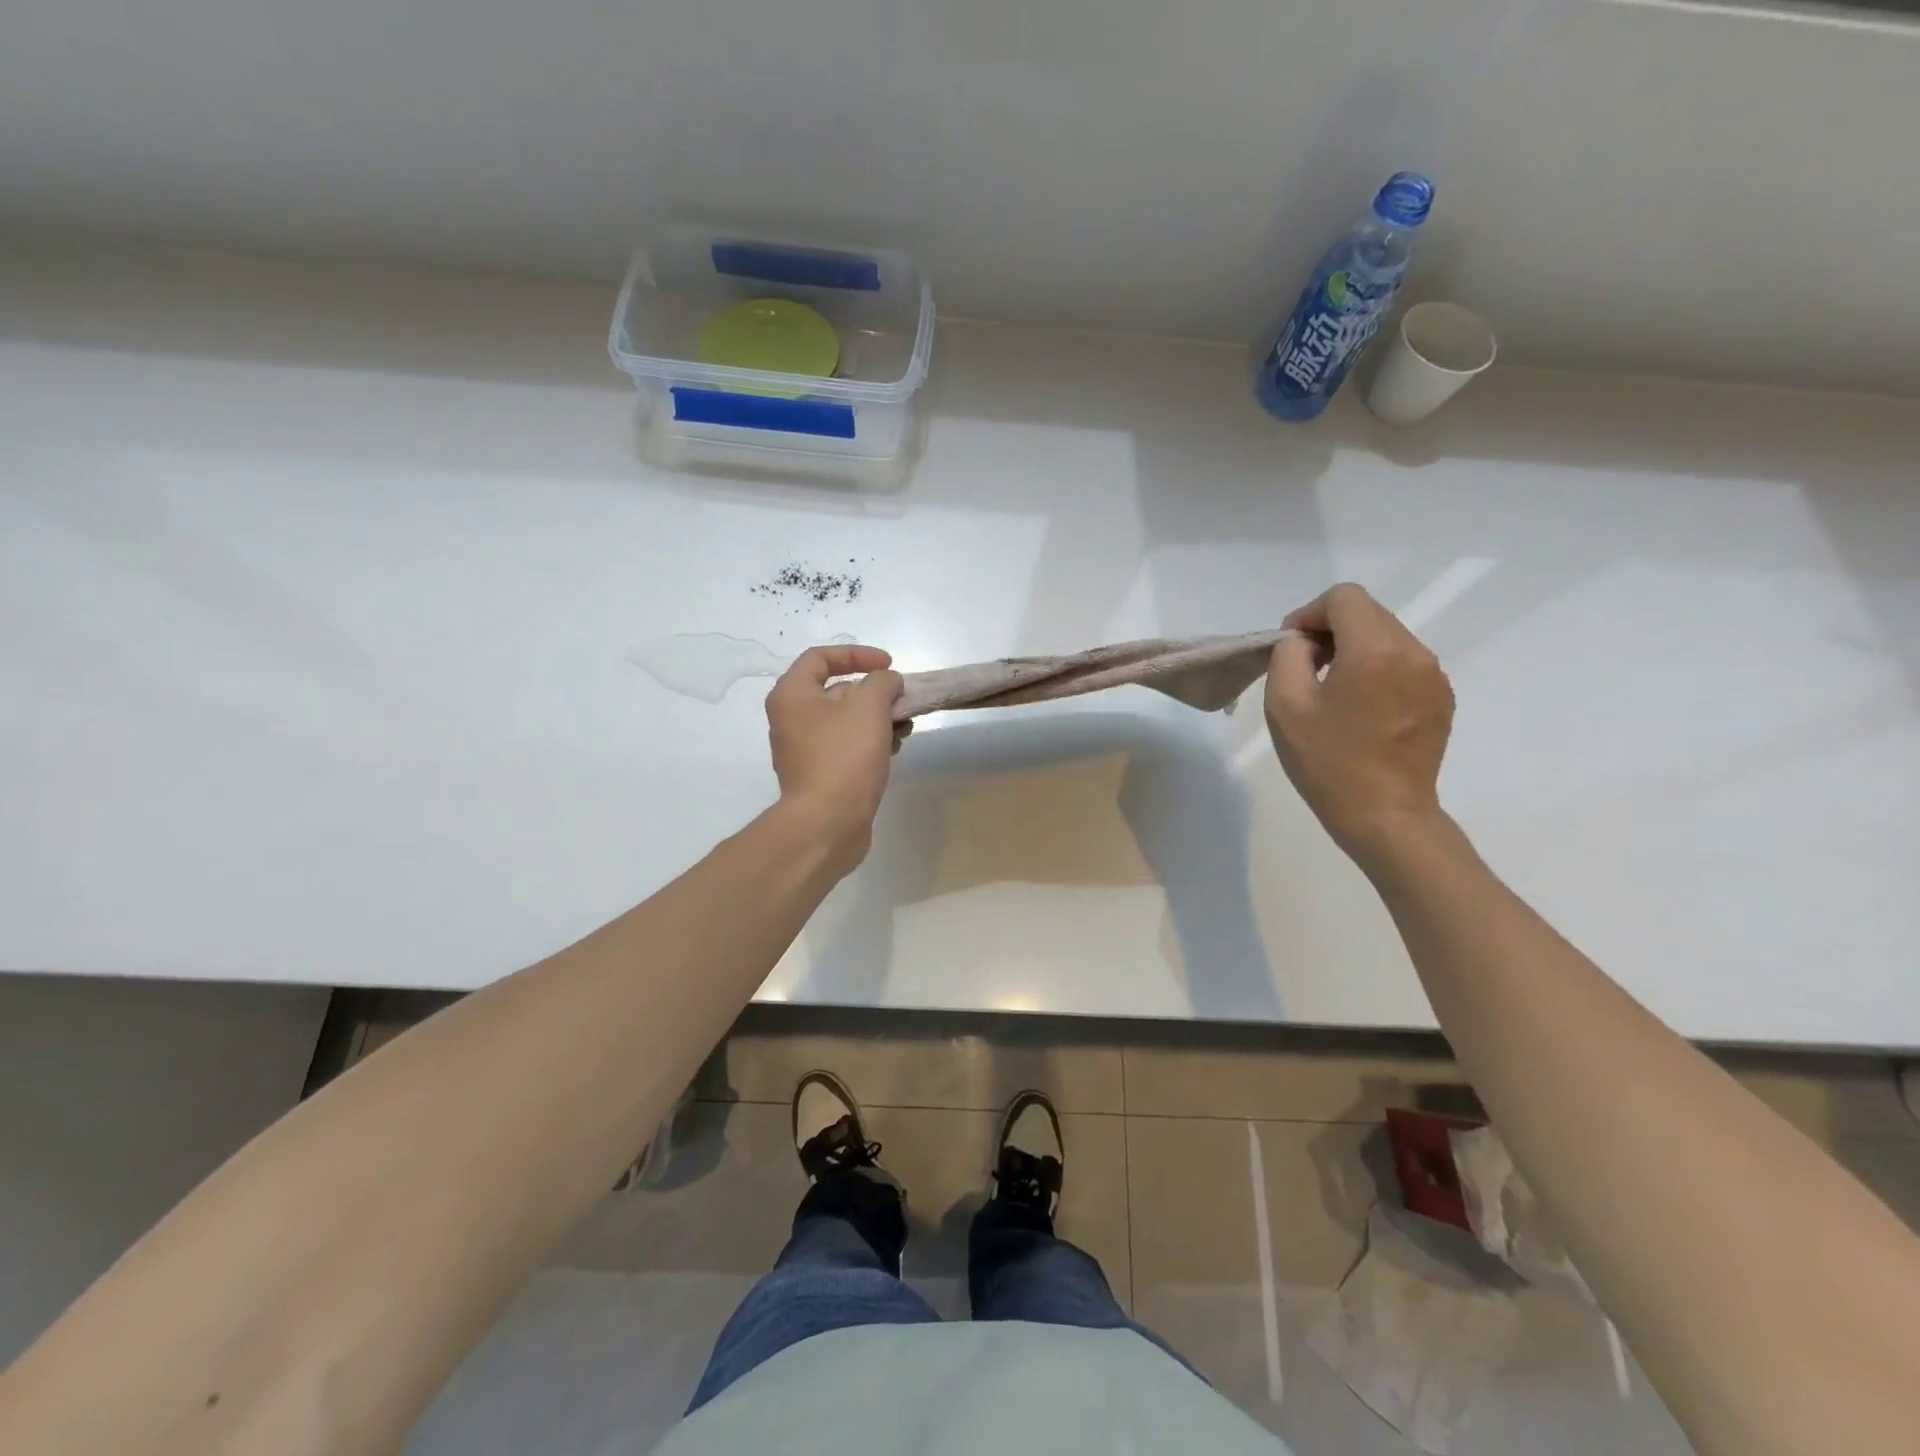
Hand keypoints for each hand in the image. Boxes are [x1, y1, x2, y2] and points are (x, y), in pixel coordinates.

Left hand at [765, 644, 904, 870]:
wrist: (827, 823)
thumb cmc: (844, 757)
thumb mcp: (869, 706)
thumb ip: (882, 682)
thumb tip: (887, 682)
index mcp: (792, 695)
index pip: (821, 657)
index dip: (857, 654)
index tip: (889, 666)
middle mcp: (792, 720)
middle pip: (837, 691)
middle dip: (875, 693)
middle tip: (903, 702)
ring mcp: (805, 750)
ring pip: (847, 722)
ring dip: (879, 719)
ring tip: (905, 729)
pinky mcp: (821, 775)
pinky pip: (848, 747)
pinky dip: (871, 743)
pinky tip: (894, 751)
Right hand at [1265, 583, 1454, 862]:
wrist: (1384, 815)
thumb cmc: (1328, 761)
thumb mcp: (1285, 704)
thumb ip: (1288, 655)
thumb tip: (1302, 641)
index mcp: (1375, 650)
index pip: (1344, 598)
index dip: (1310, 613)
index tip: (1291, 647)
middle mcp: (1414, 653)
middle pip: (1368, 613)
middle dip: (1331, 630)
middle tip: (1305, 667)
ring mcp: (1434, 676)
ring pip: (1387, 637)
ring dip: (1354, 649)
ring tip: (1331, 689)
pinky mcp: (1441, 699)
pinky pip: (1404, 664)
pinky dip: (1377, 670)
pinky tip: (1359, 708)